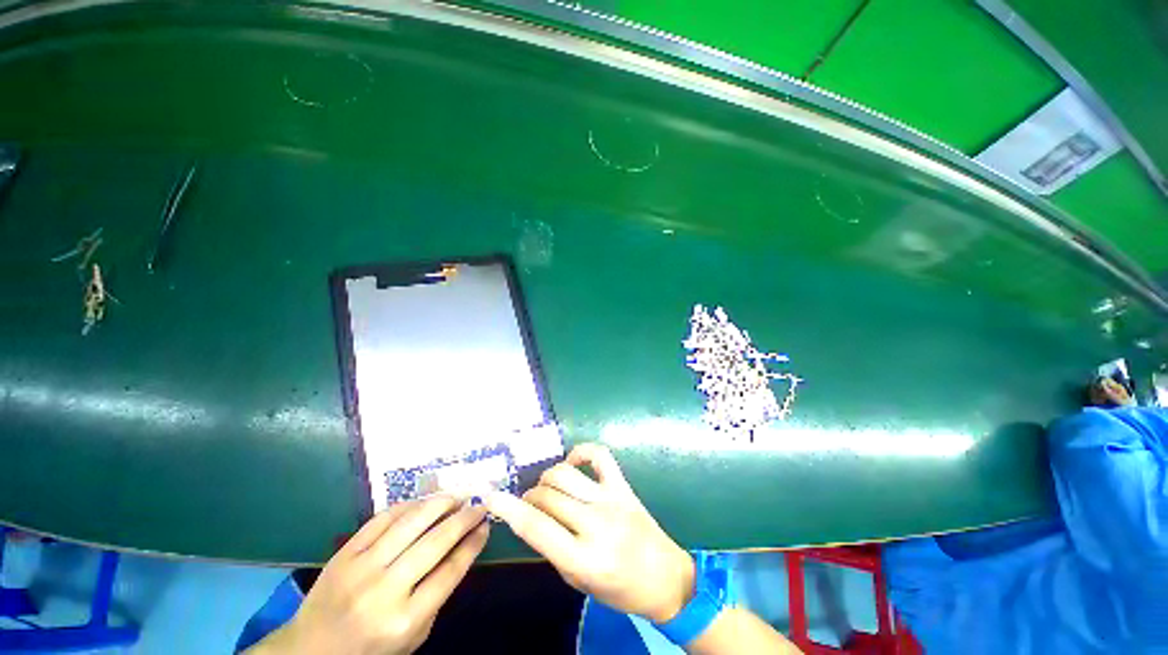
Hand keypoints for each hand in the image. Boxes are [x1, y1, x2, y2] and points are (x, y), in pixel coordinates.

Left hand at [250, 497, 488, 654]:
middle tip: (480, 504)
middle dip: (464, 518)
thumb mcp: (413, 637)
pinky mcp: (344, 552)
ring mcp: (361, 568)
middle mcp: (384, 590)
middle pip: (435, 542)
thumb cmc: (370, 650)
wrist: (310, 651)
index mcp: (405, 619)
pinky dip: (409, 506)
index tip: (487, 525)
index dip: (473, 543)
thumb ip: (437, 595)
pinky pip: (383, 518)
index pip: (451, 570)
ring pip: (411, 522)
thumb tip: (462, 548)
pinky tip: (423, 503)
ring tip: (457, 496)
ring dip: (440, 503)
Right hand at [484, 444, 694, 622]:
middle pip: (547, 497)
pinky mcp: (623, 485)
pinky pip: (598, 455)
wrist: (665, 578)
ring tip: (546, 489)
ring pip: (565, 474)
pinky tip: (572, 462)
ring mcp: (611, 499)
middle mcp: (596, 524)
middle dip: (529, 498)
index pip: (536, 528)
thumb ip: (553, 548)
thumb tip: (530, 517)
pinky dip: (580, 452)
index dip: (509, 509)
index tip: (490, 496)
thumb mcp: (578, 582)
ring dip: (547, 478)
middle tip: (529, 504)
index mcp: (584, 559)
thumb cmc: (620, 590)